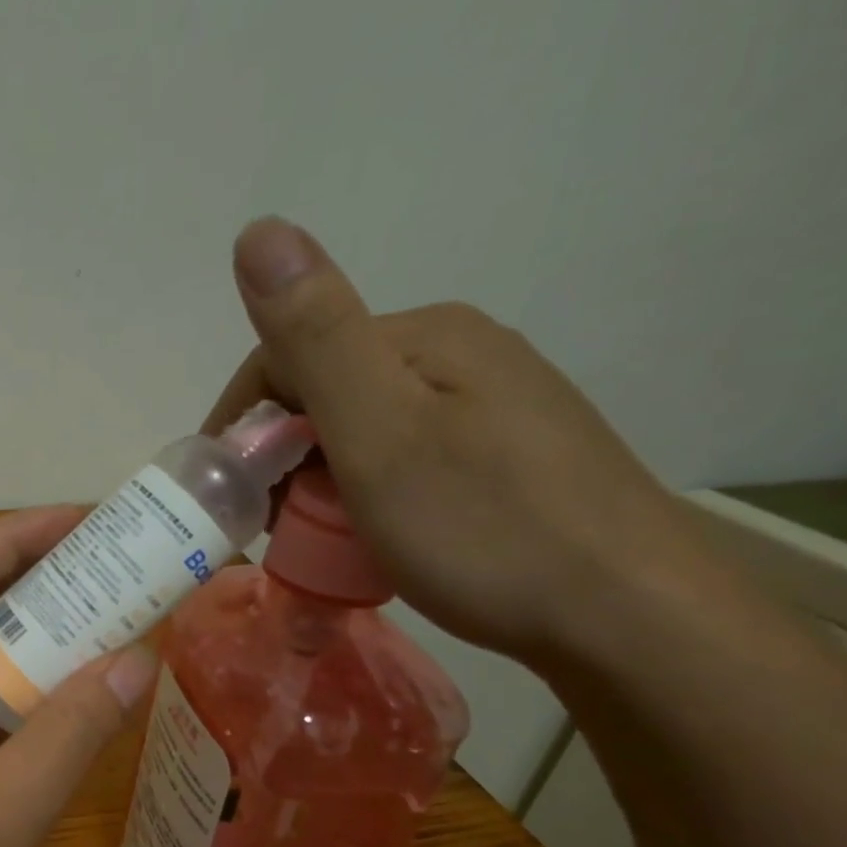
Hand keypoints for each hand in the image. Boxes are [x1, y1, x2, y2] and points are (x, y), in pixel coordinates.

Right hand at [208, 217, 713, 665]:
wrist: (624, 617)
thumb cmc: (481, 526)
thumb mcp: (380, 432)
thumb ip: (315, 336)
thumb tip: (258, 230)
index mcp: (424, 337)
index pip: (290, 356)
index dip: (242, 424)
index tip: (222, 495)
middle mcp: (459, 354)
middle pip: (324, 393)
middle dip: (276, 457)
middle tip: (264, 527)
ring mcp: (488, 406)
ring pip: (359, 430)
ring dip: (314, 480)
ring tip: (309, 538)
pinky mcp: (504, 456)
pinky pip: (399, 460)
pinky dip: (359, 495)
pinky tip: (366, 533)